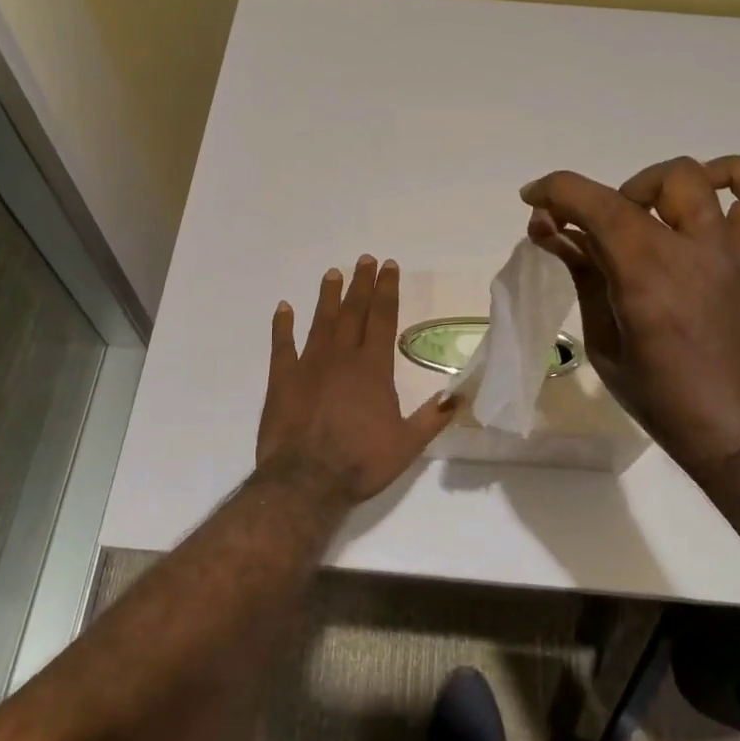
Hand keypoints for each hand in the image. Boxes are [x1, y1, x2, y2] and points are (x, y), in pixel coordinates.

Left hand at [256, 256, 458, 504]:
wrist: (306, 480)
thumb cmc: (360, 462)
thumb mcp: (407, 445)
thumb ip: (432, 418)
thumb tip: (457, 396)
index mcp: (373, 368)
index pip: (382, 318)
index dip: (387, 290)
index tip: (389, 267)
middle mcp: (341, 357)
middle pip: (353, 311)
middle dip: (361, 284)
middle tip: (365, 259)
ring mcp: (308, 365)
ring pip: (321, 321)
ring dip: (328, 297)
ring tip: (333, 273)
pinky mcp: (282, 379)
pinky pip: (282, 345)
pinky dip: (282, 326)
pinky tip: (283, 308)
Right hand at [521, 156, 739, 467]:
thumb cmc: (662, 399)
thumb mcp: (605, 343)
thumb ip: (584, 277)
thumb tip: (554, 232)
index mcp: (647, 278)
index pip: (598, 207)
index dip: (557, 191)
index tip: (533, 199)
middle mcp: (691, 253)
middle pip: (639, 188)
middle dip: (599, 198)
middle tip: (590, 234)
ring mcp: (730, 253)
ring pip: (694, 179)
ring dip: (653, 186)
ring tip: (641, 214)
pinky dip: (735, 179)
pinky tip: (707, 193)